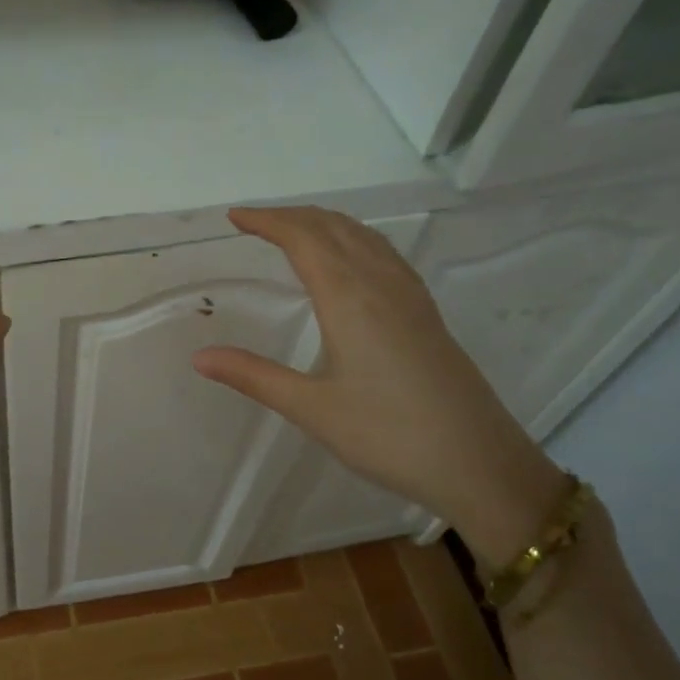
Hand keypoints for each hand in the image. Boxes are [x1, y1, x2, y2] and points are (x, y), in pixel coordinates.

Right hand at [191, 207, 566, 568]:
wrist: (480, 463)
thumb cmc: (389, 435)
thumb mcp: (311, 409)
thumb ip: (253, 376)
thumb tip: (199, 357)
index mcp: (350, 298)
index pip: (303, 239)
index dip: (268, 221)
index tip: (234, 217)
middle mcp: (382, 284)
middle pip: (334, 228)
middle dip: (292, 216)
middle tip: (255, 222)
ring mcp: (410, 296)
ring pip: (363, 237)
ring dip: (324, 223)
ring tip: (294, 231)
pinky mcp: (426, 313)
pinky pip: (384, 254)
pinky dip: (353, 239)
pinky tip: (349, 262)